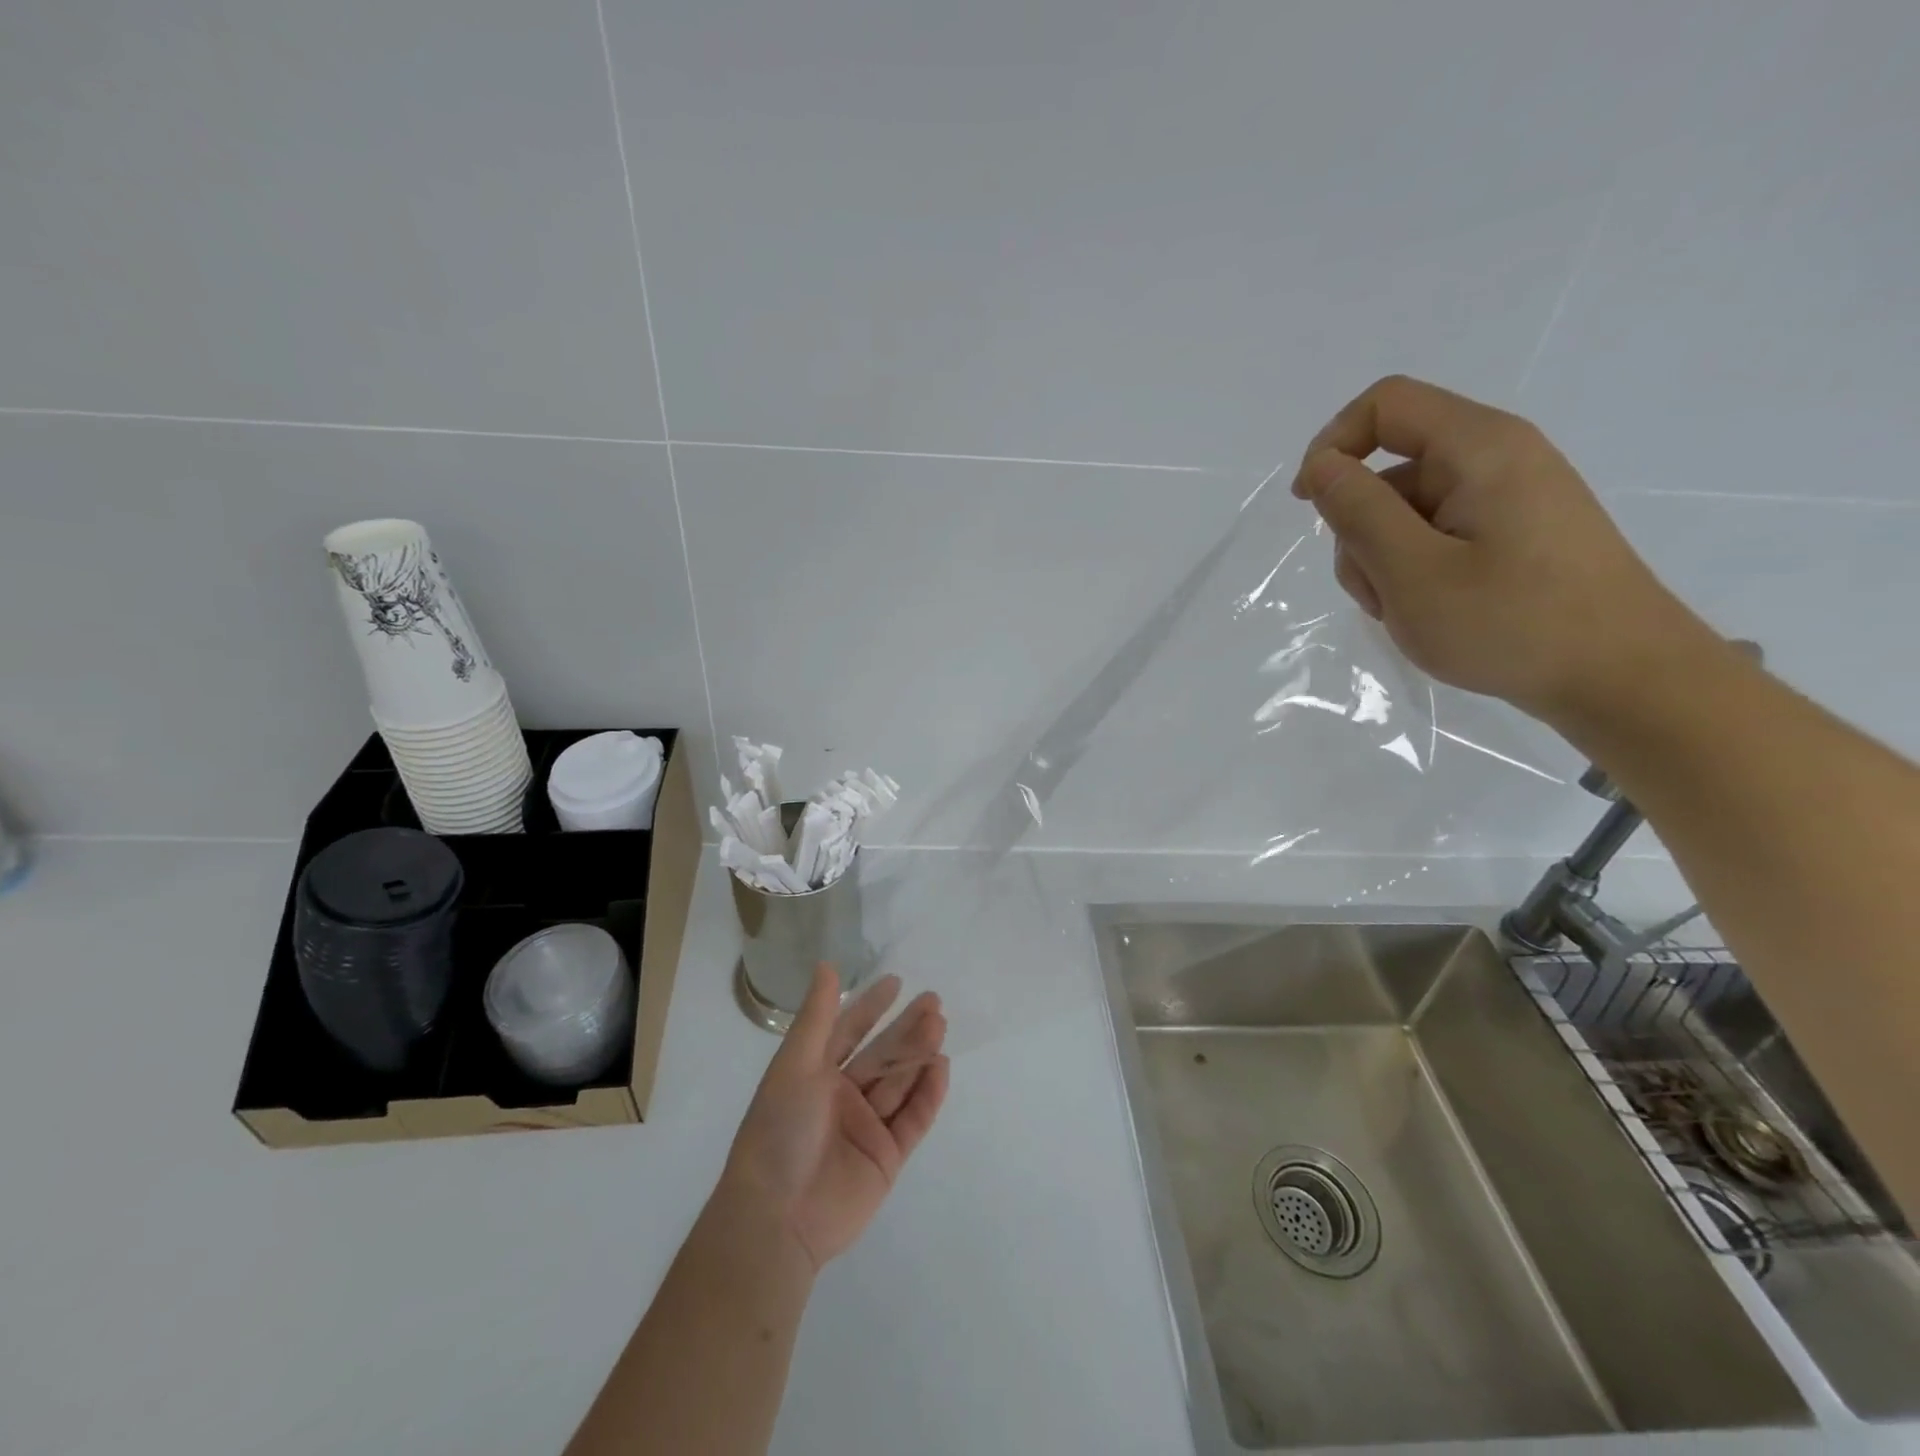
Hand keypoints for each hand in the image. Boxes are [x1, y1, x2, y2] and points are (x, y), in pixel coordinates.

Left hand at [721, 967, 949, 1271]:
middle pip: (882, 1054)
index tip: (896, 982)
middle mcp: (841, 1097)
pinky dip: (928, 1094)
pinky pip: (913, 1119)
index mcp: (814, 1075)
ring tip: (940, 1024)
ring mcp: (866, 1128)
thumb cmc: (779, 1131)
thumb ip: (817, 1017)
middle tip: (933, 1000)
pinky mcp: (887, 1158)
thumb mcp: (794, 1066)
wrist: (778, 1218)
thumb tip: (827, 965)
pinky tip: (941, 1067)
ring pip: (900, 1082)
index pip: (848, 1032)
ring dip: (919, 1053)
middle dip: (906, 1027)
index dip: (870, 1006)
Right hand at [1290, 375, 1725, 725]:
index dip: (1333, 445)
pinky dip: (1414, 570)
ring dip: (1383, 559)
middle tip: (1378, 589)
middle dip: (1360, 527)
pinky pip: (1436, 535)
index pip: (1385, 405)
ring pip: (1407, 511)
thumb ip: (1358, 511)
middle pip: (1391, 469)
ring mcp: (1507, 498)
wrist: (1621, 678)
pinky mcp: (1512, 533)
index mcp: (1479, 448)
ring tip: (1408, 611)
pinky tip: (1430, 612)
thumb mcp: (1412, 571)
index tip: (1309, 506)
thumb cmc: (1511, 622)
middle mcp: (1497, 458)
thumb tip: (1320, 466)